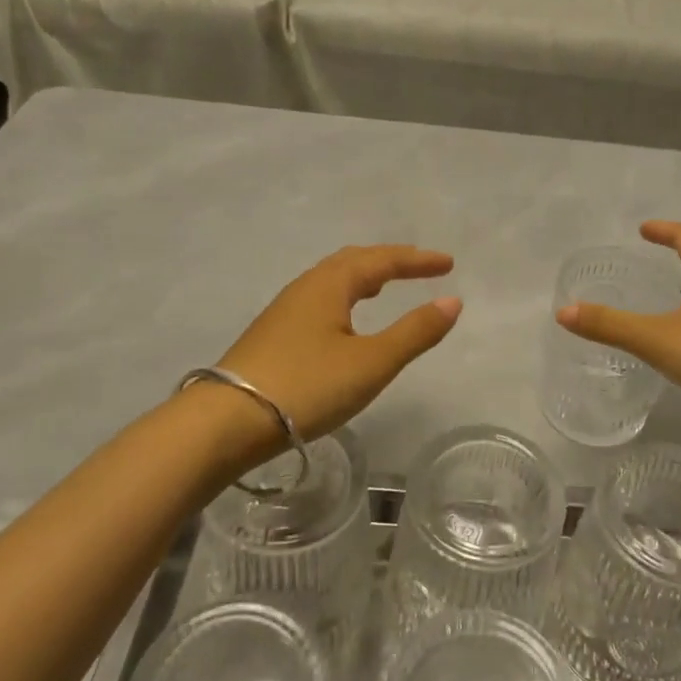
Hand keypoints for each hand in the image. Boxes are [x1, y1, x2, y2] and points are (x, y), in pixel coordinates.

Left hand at [210, 245, 461, 457]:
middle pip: (353, 261)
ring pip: (332, 281)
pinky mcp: (273, 335)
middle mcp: (305, 287)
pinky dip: (345, 297)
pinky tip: (345, 321)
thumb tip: (452, 301)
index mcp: (330, 284)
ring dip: (364, 277)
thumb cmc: (307, 386)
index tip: (448, 263)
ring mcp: (284, 311)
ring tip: (386, 286)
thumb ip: (414, 332)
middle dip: (389, 261)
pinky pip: (320, 300)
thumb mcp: (371, 362)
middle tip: (420, 268)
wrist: (228, 421)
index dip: (416, 260)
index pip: (381, 260)